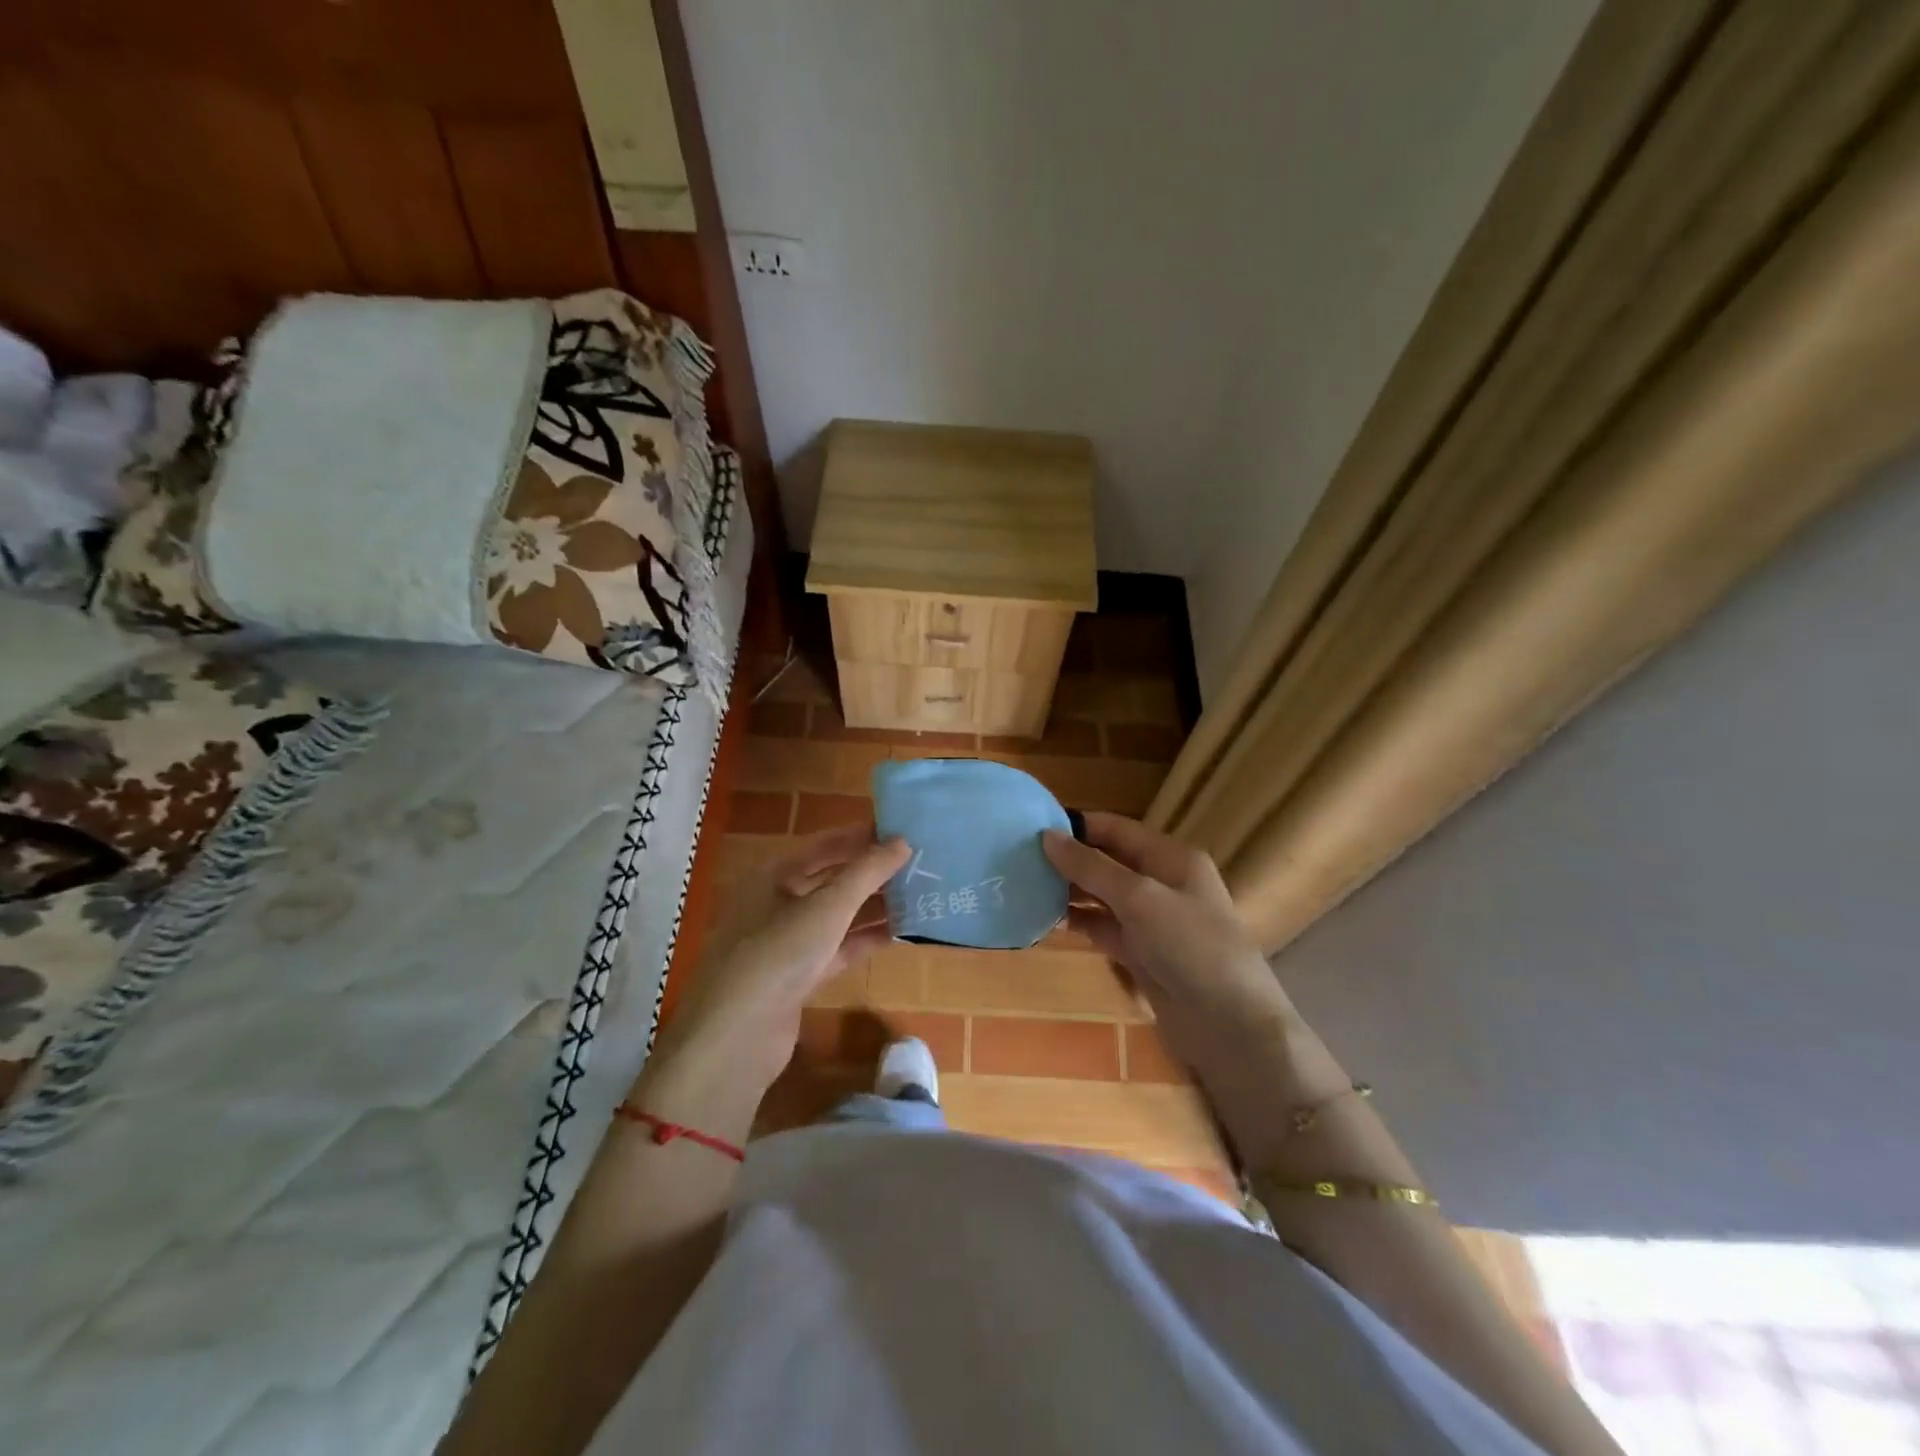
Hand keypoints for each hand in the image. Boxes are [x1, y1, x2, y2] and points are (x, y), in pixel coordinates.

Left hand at [650, 824, 909, 1097]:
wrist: (735, 1037)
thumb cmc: (778, 953)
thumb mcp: (827, 907)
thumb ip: (867, 872)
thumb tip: (903, 841)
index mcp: (775, 874)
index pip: (826, 844)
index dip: (865, 836)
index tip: (906, 831)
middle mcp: (778, 901)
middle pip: (833, 878)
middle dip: (874, 873)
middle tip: (921, 864)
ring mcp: (788, 940)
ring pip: (839, 915)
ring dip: (875, 906)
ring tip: (921, 896)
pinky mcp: (798, 975)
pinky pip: (838, 947)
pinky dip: (865, 939)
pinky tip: (901, 933)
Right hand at [1041, 812, 1297, 1085]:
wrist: (1230, 1027)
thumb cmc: (1190, 947)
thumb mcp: (1140, 898)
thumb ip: (1092, 867)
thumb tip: (1047, 837)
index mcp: (1172, 858)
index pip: (1118, 829)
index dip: (1079, 825)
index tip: (1032, 825)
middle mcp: (1162, 884)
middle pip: (1108, 861)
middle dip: (1069, 859)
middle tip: (1019, 857)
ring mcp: (1153, 922)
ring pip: (1103, 897)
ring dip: (1069, 891)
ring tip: (1024, 885)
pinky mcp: (1142, 955)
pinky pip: (1104, 929)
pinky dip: (1079, 923)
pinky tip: (1046, 920)